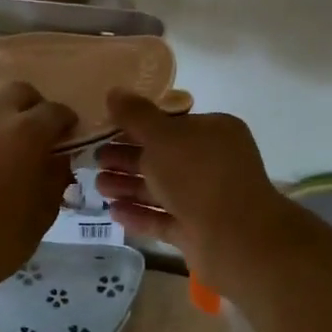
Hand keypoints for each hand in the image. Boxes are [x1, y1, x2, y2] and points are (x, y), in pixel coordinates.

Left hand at [0, 81, 75, 300]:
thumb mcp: (41, 215)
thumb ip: (54, 178)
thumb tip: (56, 159)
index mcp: (26, 131)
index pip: (57, 111)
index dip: (67, 124)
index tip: (68, 139)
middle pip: (20, 92)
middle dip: (33, 108)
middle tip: (35, 136)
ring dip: (0, 114)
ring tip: (0, 144)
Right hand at [94, 90, 295, 294]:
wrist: (236, 239)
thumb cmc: (199, 176)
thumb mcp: (162, 137)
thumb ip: (136, 116)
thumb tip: (115, 92)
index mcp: (214, 132)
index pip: (171, 124)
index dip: (137, 127)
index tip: (107, 130)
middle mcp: (213, 163)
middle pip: (163, 157)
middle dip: (128, 159)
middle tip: (95, 161)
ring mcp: (207, 199)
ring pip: (161, 189)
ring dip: (129, 186)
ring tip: (98, 187)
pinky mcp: (198, 231)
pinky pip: (164, 218)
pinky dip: (140, 214)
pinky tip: (113, 213)